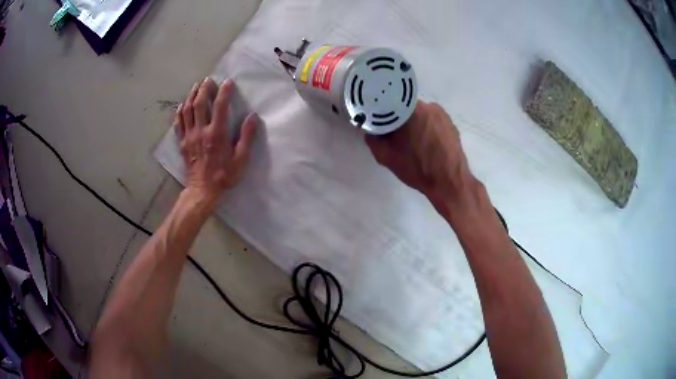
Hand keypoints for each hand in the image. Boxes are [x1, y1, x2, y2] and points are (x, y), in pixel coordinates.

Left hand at [175, 78, 256, 206]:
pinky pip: (179, 122)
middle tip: (208, 80)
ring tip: (196, 86)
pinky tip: (183, 104)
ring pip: (188, 110)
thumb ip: (246, 137)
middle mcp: (201, 131)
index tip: (228, 81)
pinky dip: (180, 111)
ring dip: (192, 96)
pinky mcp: (182, 142)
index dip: (224, 92)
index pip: (220, 106)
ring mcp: (189, 136)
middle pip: (200, 104)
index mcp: (216, 134)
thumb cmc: (223, 175)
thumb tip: (252, 117)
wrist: (202, 190)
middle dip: (204, 89)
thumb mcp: (240, 159)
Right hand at [365, 101, 473, 204]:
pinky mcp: (451, 124)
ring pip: (421, 114)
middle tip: (395, 135)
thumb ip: (372, 138)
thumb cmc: (416, 167)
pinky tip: (426, 145)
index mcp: (410, 109)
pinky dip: (427, 129)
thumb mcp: (385, 156)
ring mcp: (442, 115)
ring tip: (412, 142)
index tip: (379, 121)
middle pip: (406, 107)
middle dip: (399, 118)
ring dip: (414, 123)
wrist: (448, 182)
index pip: (390, 101)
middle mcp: (428, 106)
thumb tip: (370, 129)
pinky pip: (433, 121)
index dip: (383, 111)